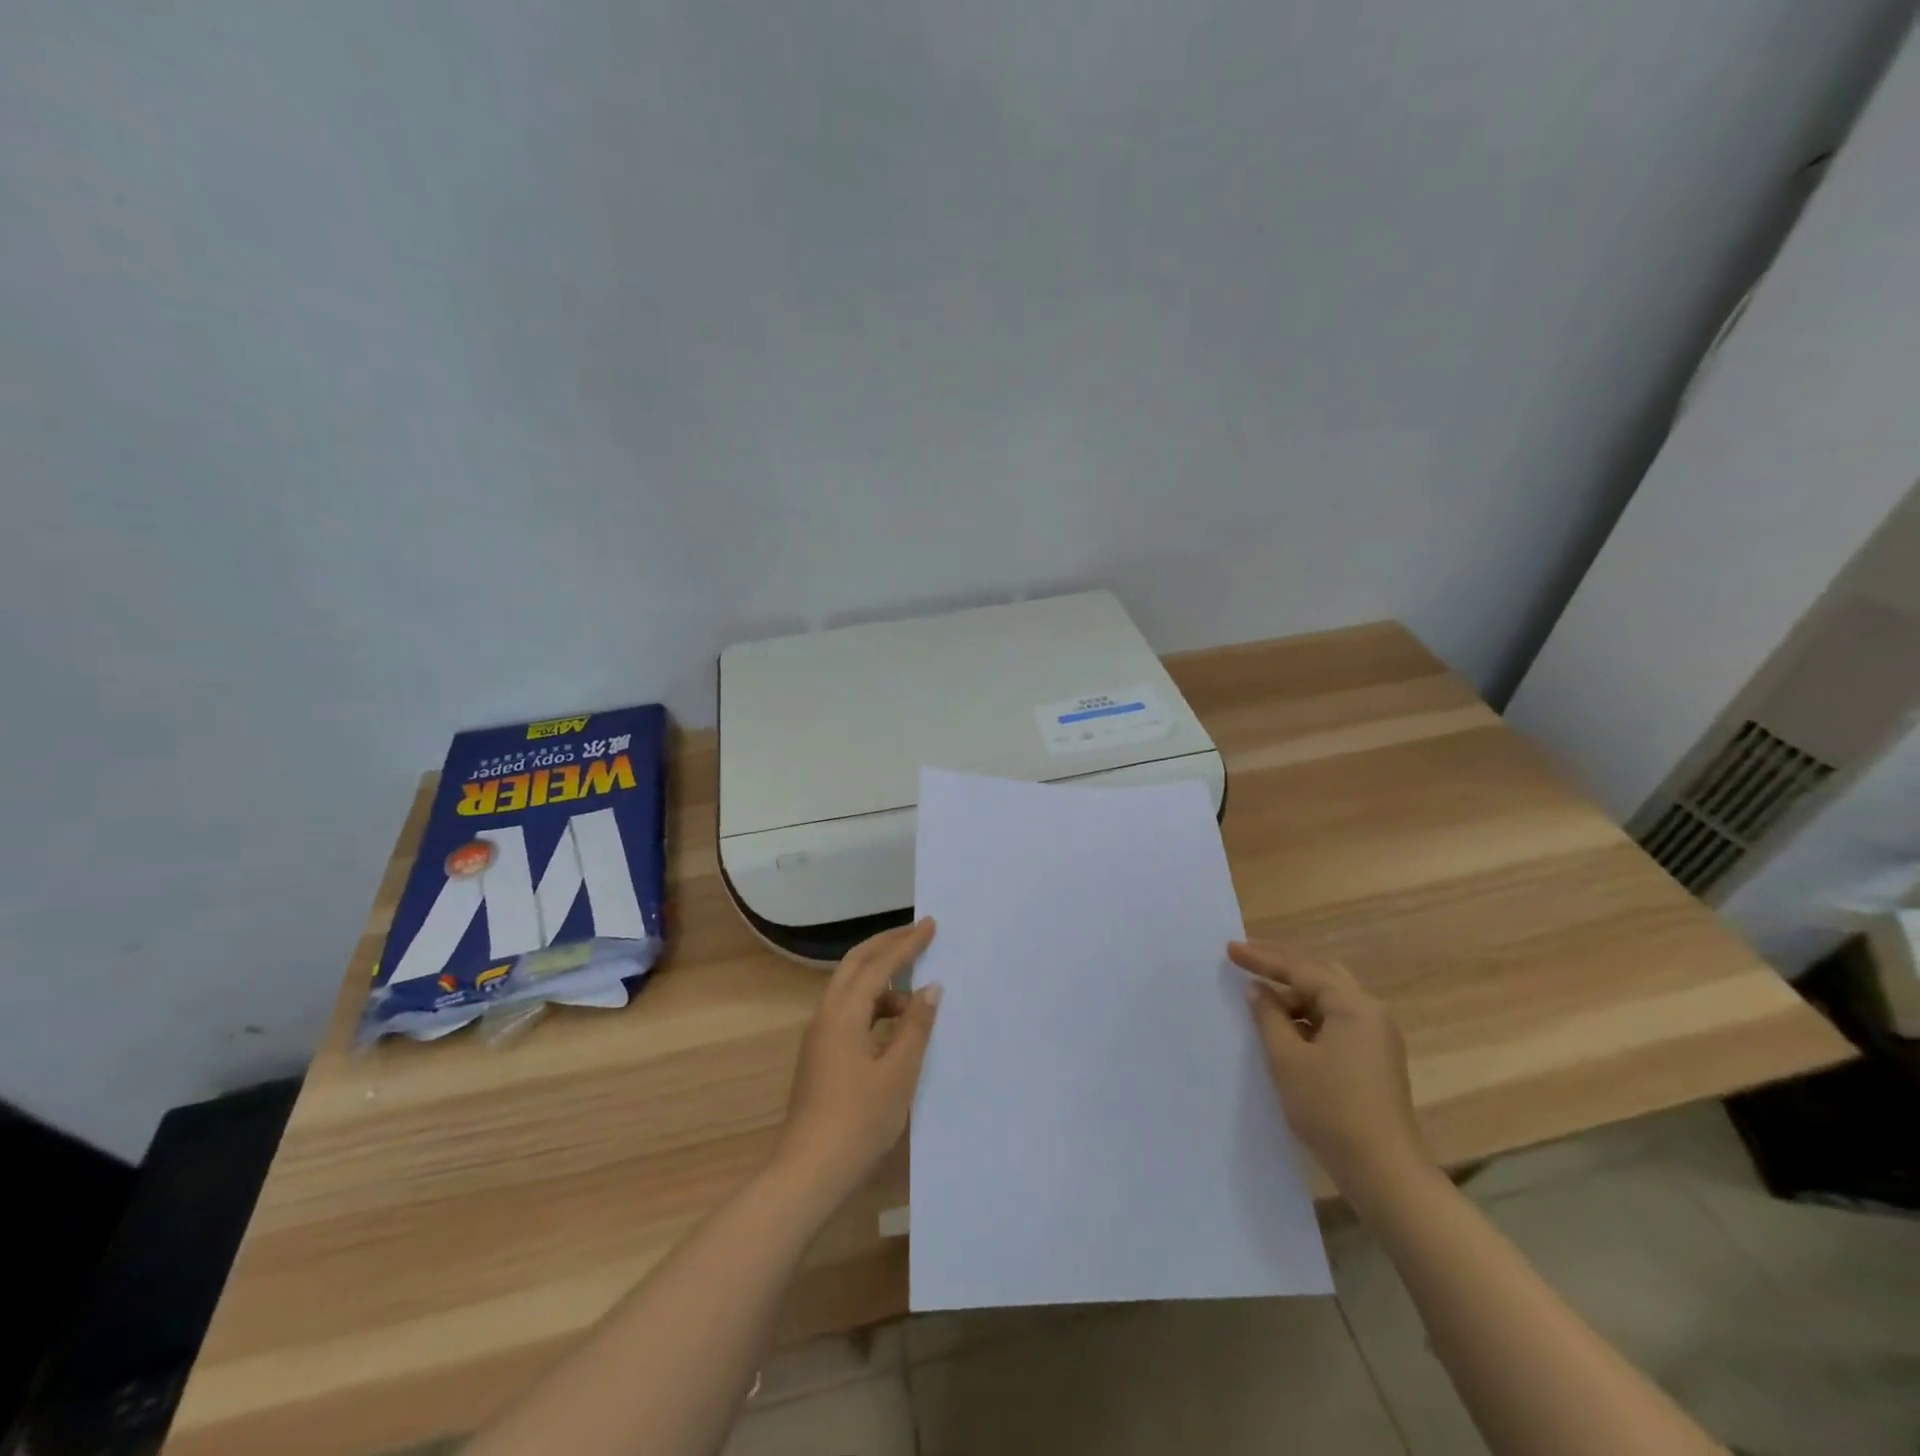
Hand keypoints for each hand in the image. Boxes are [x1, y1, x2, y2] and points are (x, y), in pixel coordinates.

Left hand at [774, 919, 942, 1200]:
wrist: (808, 1172)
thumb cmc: (858, 1122)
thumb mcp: (898, 1074)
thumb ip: (916, 1027)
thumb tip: (930, 989)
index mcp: (843, 1013)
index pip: (879, 964)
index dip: (906, 943)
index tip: (931, 925)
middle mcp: (826, 1015)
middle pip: (855, 964)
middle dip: (887, 945)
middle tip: (918, 934)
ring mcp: (819, 1035)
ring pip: (851, 988)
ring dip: (882, 979)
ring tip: (917, 992)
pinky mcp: (821, 1055)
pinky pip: (849, 1011)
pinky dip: (874, 1005)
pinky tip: (896, 1025)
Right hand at [1231, 939, 1431, 1195]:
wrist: (1383, 1171)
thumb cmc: (1330, 1109)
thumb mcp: (1287, 1059)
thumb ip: (1268, 1016)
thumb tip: (1258, 989)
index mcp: (1353, 1005)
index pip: (1301, 968)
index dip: (1262, 957)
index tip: (1229, 949)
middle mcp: (1370, 1012)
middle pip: (1321, 974)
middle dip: (1282, 964)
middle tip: (1246, 958)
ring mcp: (1377, 1036)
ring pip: (1329, 998)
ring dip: (1295, 993)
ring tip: (1260, 995)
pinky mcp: (1375, 1058)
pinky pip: (1336, 1020)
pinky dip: (1308, 1015)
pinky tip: (1286, 1026)